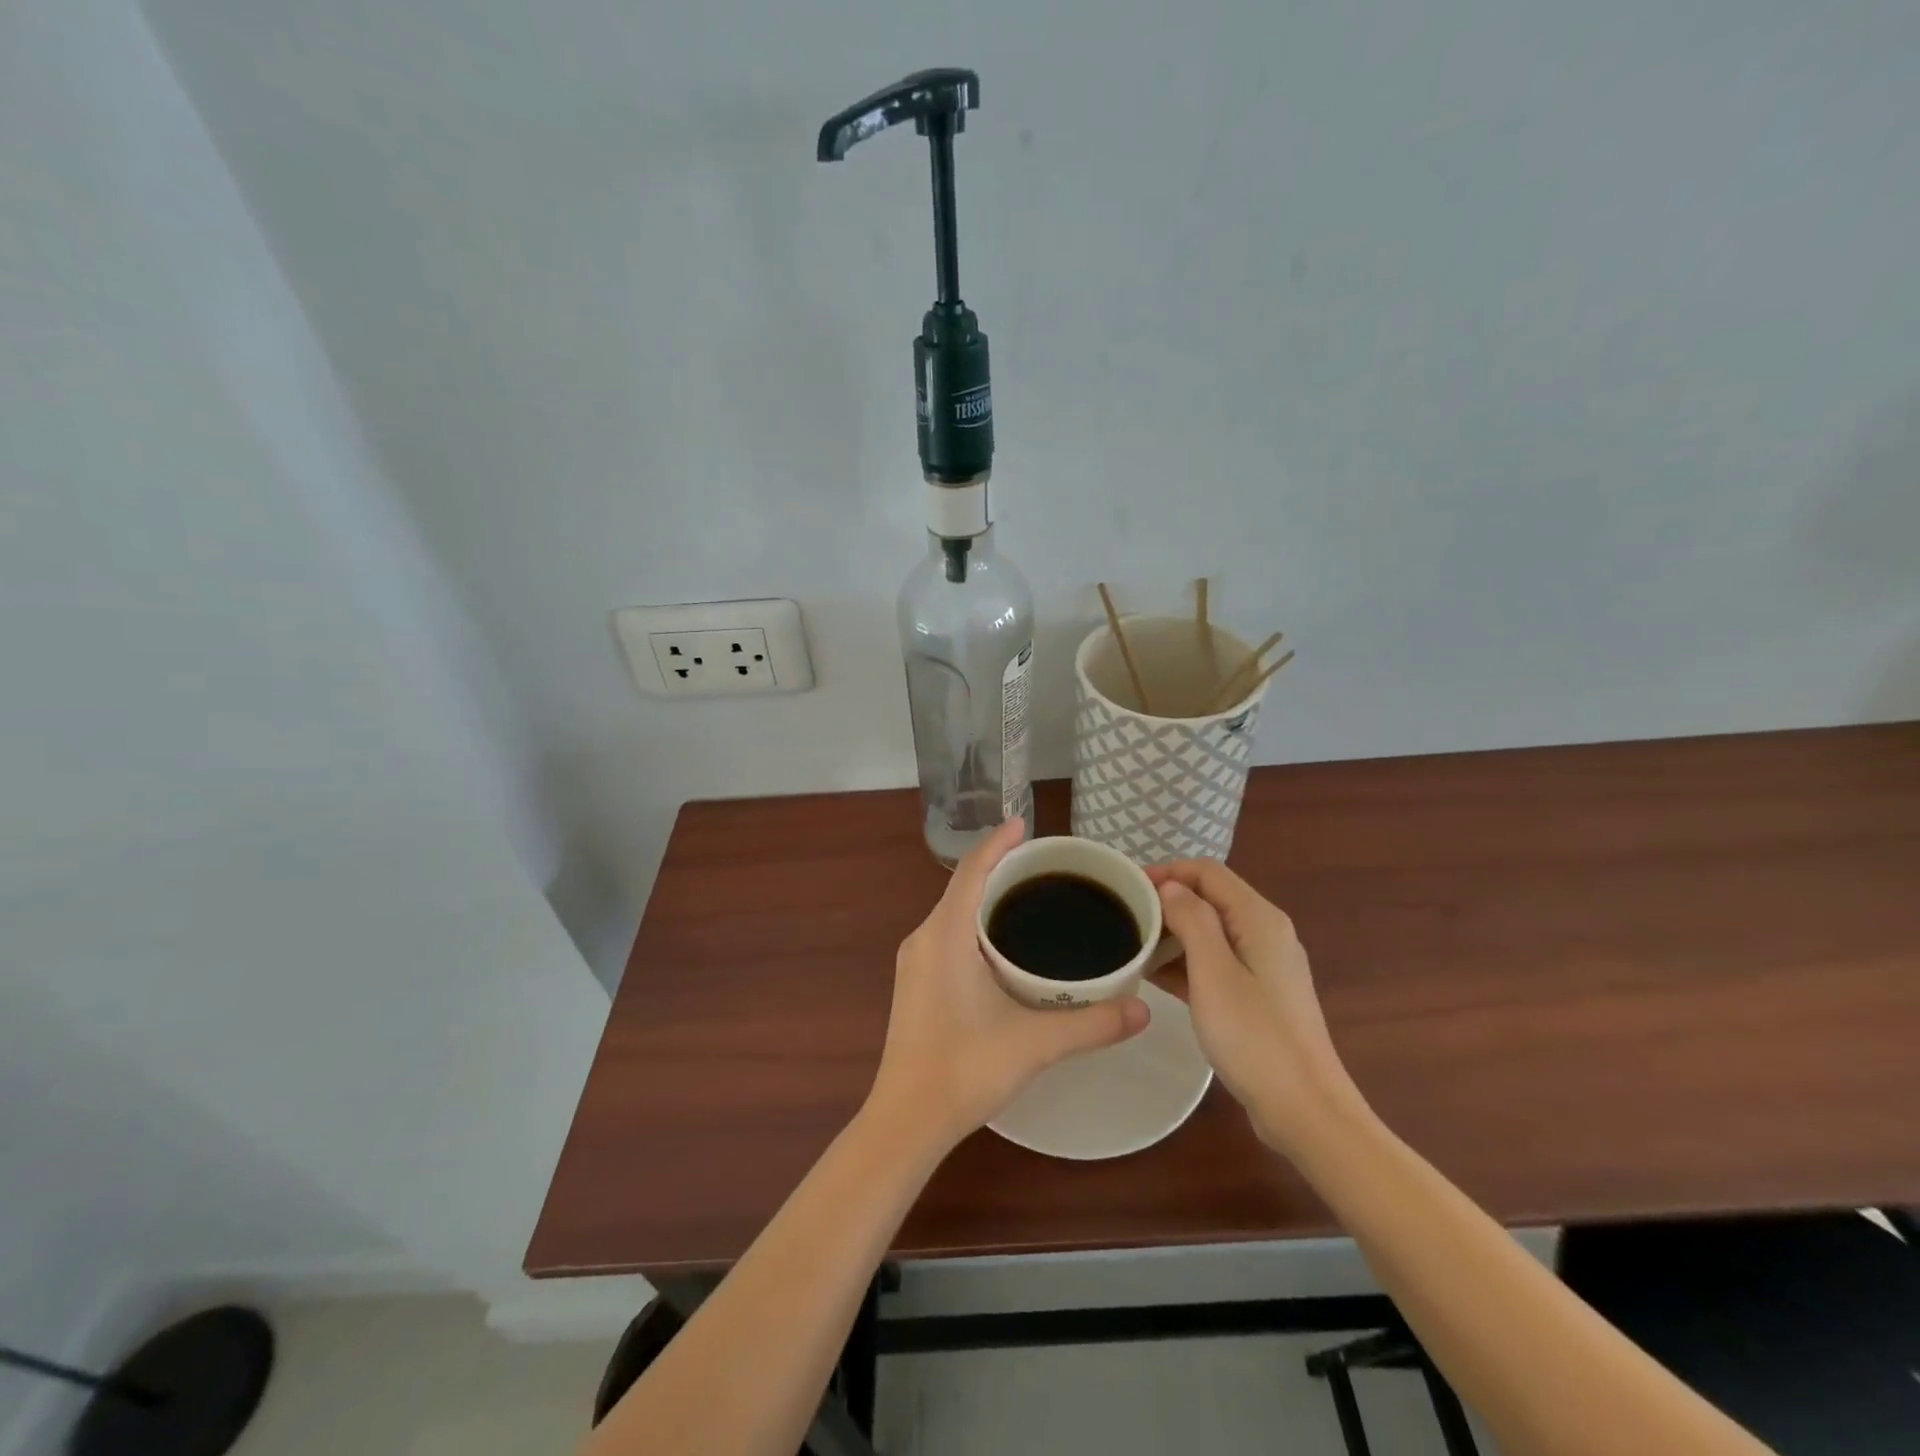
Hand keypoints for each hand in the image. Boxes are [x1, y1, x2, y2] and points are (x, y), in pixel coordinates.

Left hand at [867, 818, 1149, 1151]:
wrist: (905, 1121)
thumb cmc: (963, 1071)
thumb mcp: (1033, 1044)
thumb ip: (1092, 1024)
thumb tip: (1144, 1009)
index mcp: (944, 935)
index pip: (972, 871)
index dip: (998, 843)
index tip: (1024, 823)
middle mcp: (924, 938)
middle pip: (963, 886)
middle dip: (1000, 868)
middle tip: (1046, 866)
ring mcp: (915, 962)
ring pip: (954, 912)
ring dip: (987, 898)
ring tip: (1032, 897)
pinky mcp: (916, 983)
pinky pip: (949, 934)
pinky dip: (976, 924)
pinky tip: (1004, 945)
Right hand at [1148, 860, 1365, 1153]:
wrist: (1304, 1110)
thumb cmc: (1255, 1037)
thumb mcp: (1213, 972)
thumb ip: (1192, 920)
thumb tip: (1171, 887)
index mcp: (1259, 918)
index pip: (1207, 872)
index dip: (1167, 870)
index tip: (1127, 885)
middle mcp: (1265, 933)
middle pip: (1210, 898)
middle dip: (1166, 900)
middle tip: (1124, 914)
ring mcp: (1264, 966)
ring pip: (1210, 931)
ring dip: (1172, 932)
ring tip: (1131, 943)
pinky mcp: (1258, 995)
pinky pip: (1215, 962)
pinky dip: (1185, 961)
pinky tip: (1153, 976)